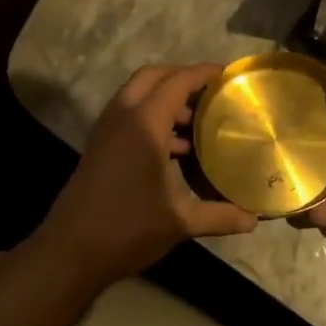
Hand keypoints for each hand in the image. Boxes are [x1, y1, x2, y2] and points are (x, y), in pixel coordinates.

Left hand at [36, 64, 257, 286]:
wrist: (70, 252)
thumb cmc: (127, 229)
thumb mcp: (180, 222)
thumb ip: (220, 216)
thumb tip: (254, 220)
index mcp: (144, 125)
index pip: (177, 82)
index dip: (203, 73)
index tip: (229, 75)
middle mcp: (122, 118)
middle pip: (153, 77)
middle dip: (183, 77)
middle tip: (213, 92)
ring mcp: (106, 131)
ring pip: (137, 95)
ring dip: (166, 98)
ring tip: (199, 120)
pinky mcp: (100, 147)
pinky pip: (129, 115)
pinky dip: (153, 116)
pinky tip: (176, 148)